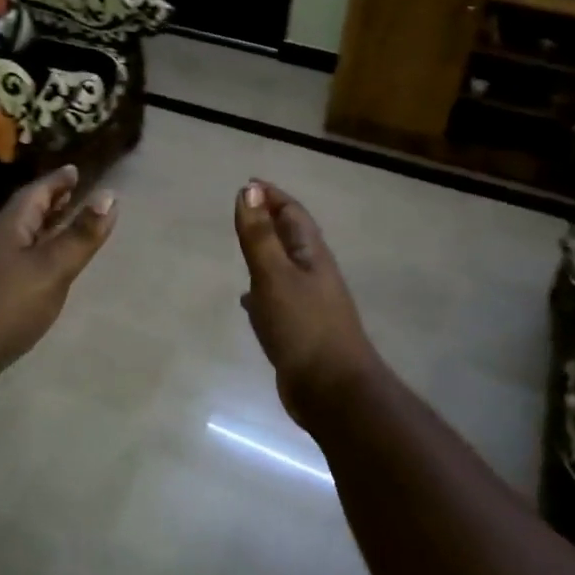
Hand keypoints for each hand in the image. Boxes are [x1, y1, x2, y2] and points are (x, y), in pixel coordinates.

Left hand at [0, 165, 116, 412]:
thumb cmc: (3, 306)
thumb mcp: (51, 269)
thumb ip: (80, 235)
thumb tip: (110, 194)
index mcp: (9, 228)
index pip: (35, 193)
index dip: (56, 182)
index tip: (74, 170)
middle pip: (25, 215)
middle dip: (49, 203)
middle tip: (73, 193)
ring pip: (20, 241)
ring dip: (42, 231)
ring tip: (64, 229)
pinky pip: (16, 267)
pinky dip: (35, 260)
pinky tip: (44, 276)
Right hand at [233, 181, 383, 423]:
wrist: (332, 390)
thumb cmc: (304, 327)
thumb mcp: (275, 276)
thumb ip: (259, 235)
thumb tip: (248, 189)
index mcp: (311, 255)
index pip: (293, 214)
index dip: (272, 196)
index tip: (248, 184)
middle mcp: (313, 274)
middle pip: (291, 238)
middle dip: (269, 221)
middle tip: (242, 211)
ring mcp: (308, 304)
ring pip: (283, 268)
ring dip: (265, 254)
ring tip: (242, 248)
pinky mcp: (299, 329)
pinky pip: (277, 298)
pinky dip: (261, 291)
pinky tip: (247, 300)